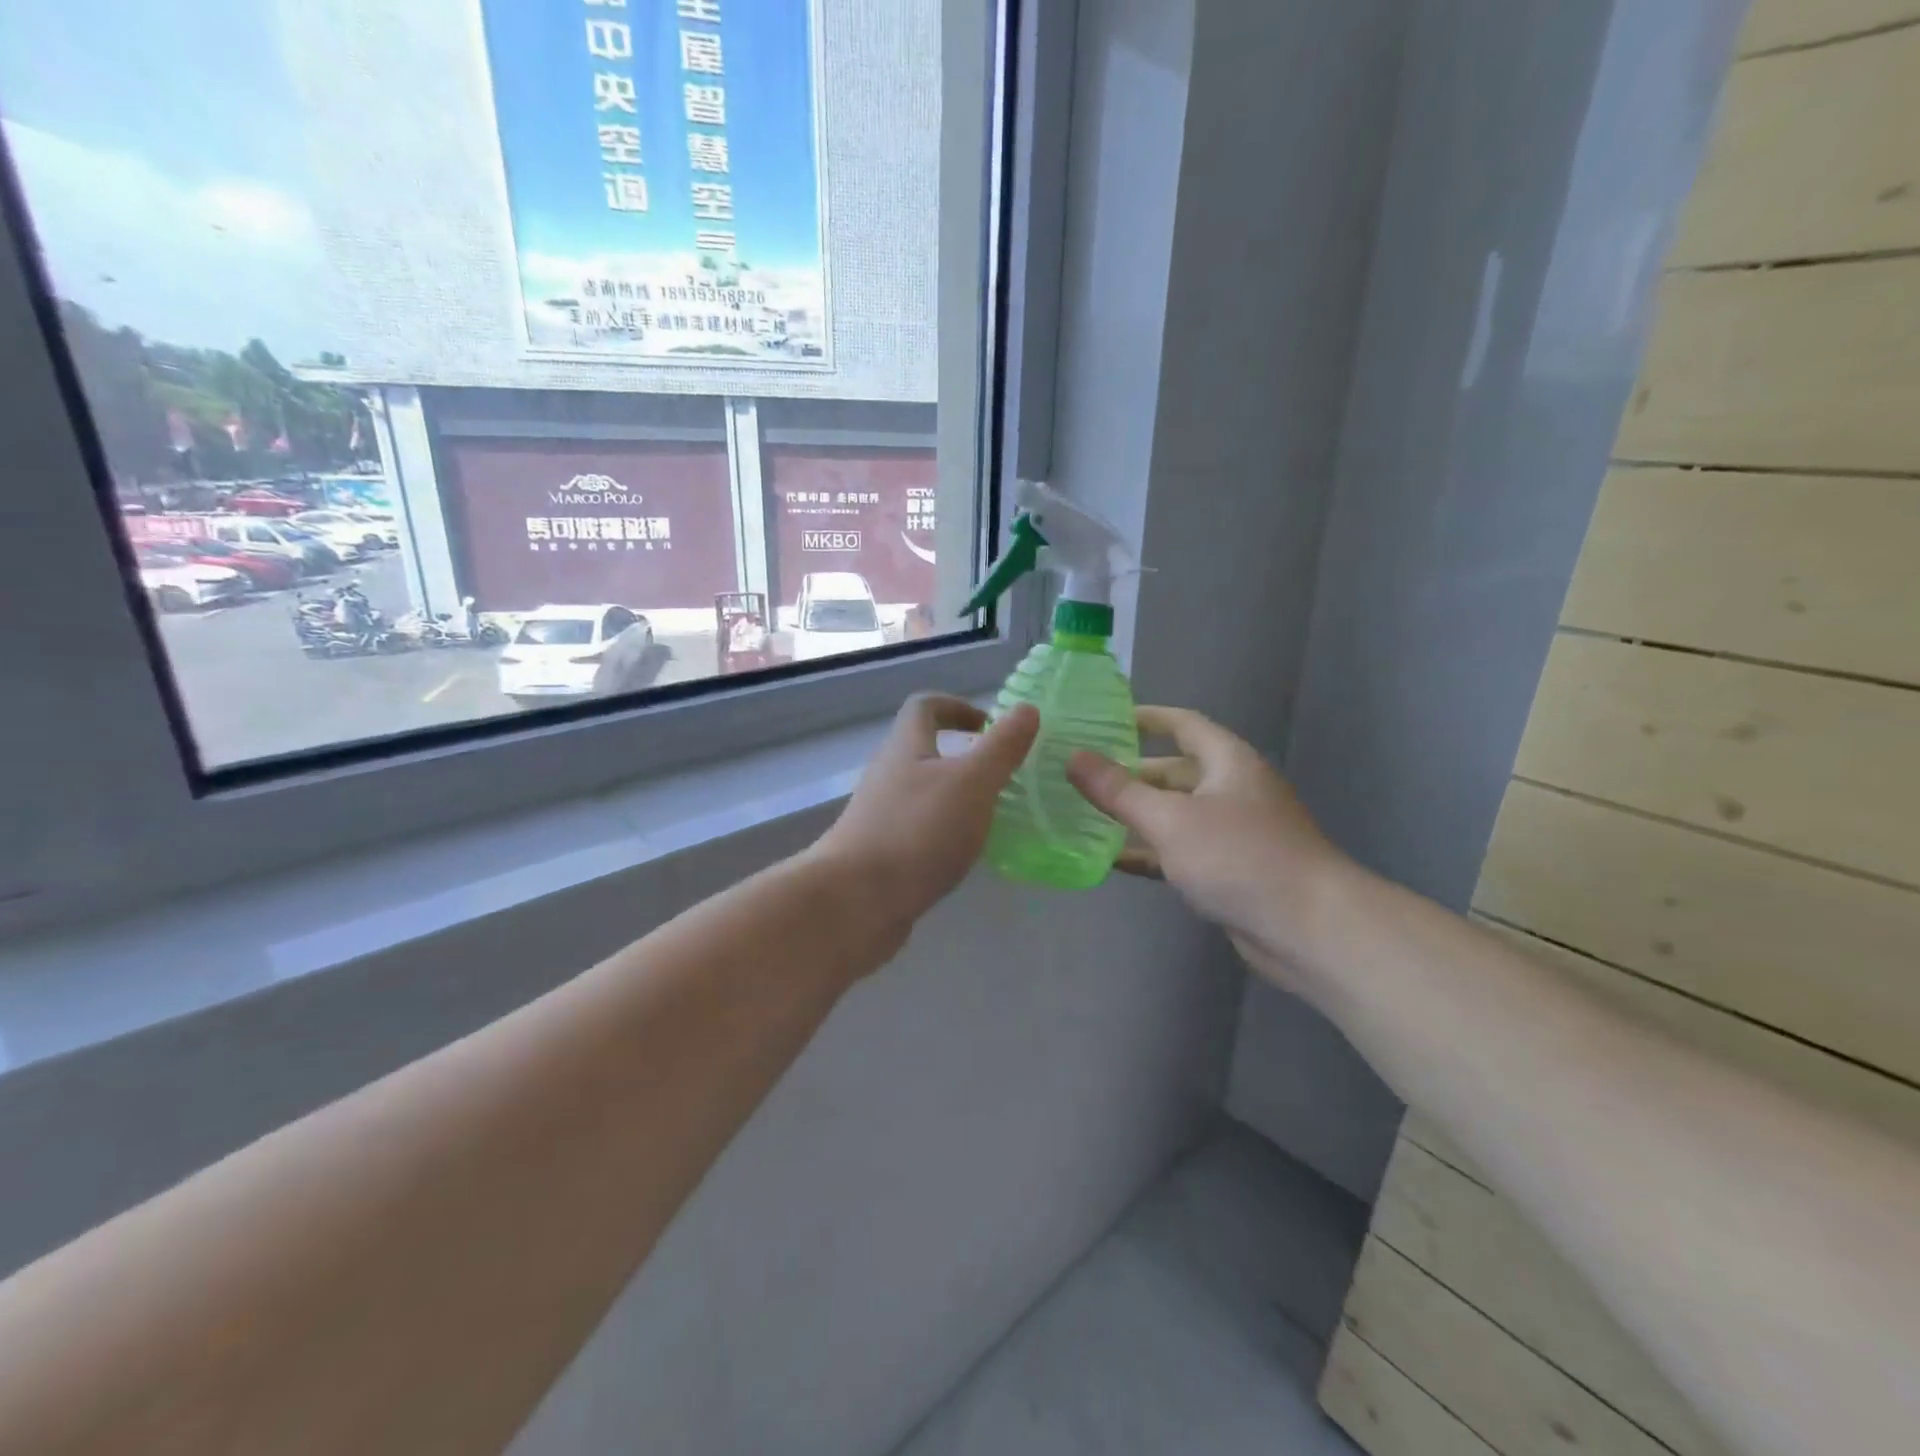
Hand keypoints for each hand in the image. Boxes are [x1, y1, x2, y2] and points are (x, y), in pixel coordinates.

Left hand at [812, 694, 1039, 933]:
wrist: (854, 902)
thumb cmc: (917, 832)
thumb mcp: (971, 783)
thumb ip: (1001, 747)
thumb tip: (1026, 708)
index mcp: (906, 748)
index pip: (924, 707)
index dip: (956, 706)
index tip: (988, 725)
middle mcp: (887, 775)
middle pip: (922, 751)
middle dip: (962, 757)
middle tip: (1001, 775)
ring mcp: (880, 816)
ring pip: (921, 793)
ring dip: (955, 797)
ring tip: (990, 817)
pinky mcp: (880, 854)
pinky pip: (917, 830)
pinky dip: (943, 833)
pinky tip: (964, 855)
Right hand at [1065, 707, 1355, 989]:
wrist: (1309, 929)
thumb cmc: (1239, 858)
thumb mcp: (1170, 819)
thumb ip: (1119, 790)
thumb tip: (1074, 758)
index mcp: (1227, 762)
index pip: (1182, 724)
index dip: (1145, 718)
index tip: (1103, 719)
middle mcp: (1232, 790)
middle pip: (1174, 771)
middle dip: (1129, 773)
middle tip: (1081, 774)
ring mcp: (1233, 832)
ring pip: (1175, 814)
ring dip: (1136, 815)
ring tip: (1084, 814)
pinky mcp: (1230, 870)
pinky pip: (1181, 851)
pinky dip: (1150, 852)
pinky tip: (1113, 859)